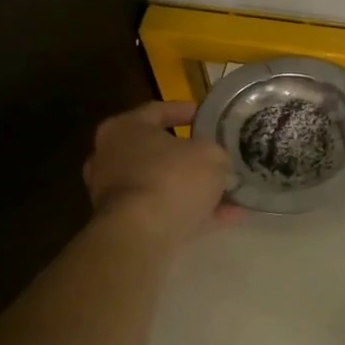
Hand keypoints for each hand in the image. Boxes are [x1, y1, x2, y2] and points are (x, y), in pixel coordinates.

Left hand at [83, 102, 242, 245]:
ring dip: (196, 189)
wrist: (142, 233)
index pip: (157, 110)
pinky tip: (231, 217)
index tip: (206, 115)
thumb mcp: (211, 155)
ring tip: (233, 193)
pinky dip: (196, 213)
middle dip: (189, 156)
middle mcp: (112, 157)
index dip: (184, 111)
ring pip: (164, 185)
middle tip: (217, 156)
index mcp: (124, 128)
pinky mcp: (126, 224)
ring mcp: (116, 194)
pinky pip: (168, 212)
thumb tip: (222, 166)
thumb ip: (218, 155)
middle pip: (157, 151)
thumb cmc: (171, 178)